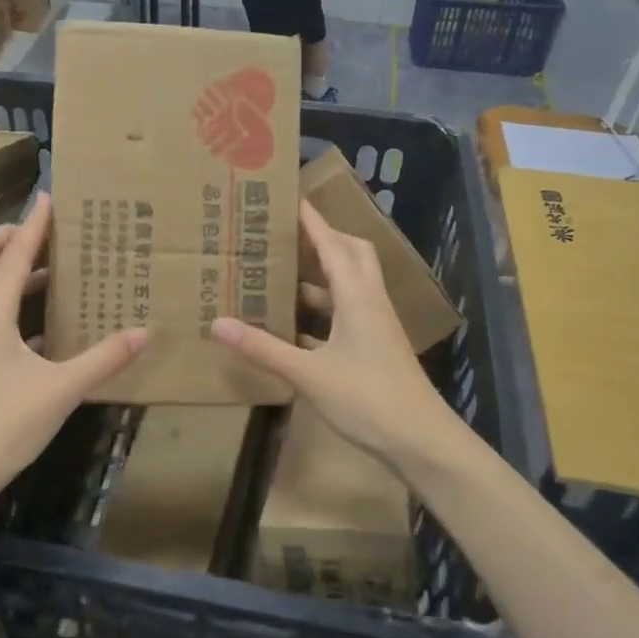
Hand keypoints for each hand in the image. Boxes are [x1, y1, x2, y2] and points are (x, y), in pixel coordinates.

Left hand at [0, 195, 145, 500]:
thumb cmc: (3, 426)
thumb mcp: (61, 390)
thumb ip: (103, 359)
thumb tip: (143, 333)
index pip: (12, 254)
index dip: (33, 224)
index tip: (48, 197)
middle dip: (4, 237)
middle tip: (40, 234)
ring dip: (4, 268)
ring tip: (46, 271)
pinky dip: (4, 302)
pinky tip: (38, 323)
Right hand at [210, 201, 463, 473]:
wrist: (421, 441)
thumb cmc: (368, 400)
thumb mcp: (308, 374)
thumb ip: (263, 348)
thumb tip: (217, 323)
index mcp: (357, 297)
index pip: (332, 244)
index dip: (311, 220)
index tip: (288, 196)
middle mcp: (369, 302)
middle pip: (350, 254)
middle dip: (321, 238)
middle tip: (285, 234)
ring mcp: (375, 325)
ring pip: (349, 285)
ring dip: (320, 275)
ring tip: (281, 273)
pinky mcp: (375, 347)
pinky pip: (346, 313)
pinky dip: (322, 309)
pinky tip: (295, 324)